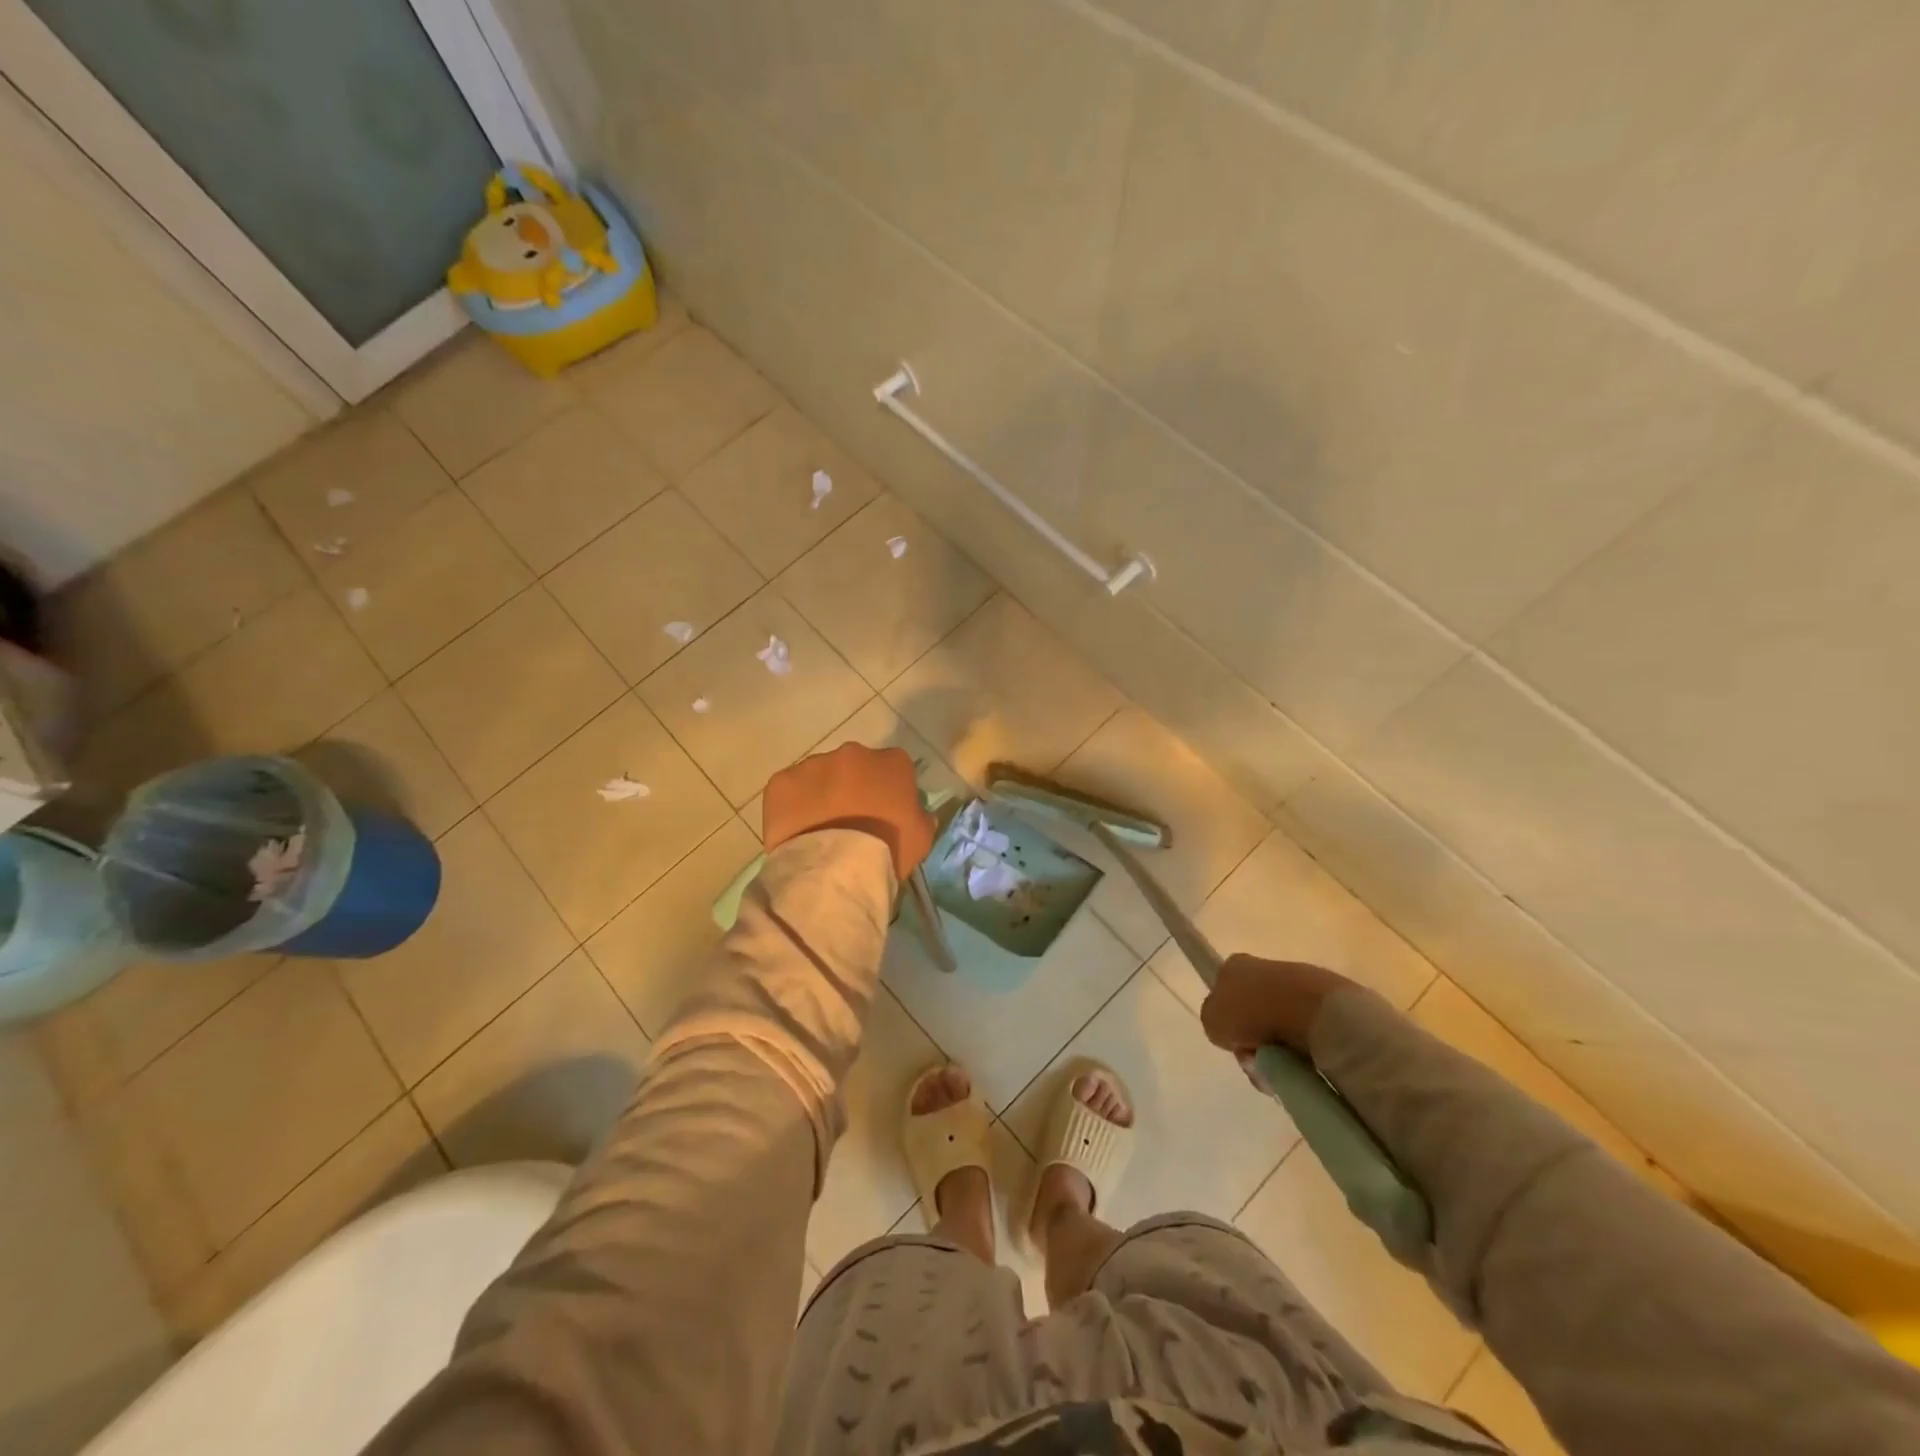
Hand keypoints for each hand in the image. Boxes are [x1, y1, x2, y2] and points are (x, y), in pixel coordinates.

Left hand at [762, 743, 935, 881]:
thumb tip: (914, 812)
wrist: (837, 868)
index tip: (883, 812)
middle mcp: (853, 753)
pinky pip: (787, 790)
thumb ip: (919, 815)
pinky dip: (790, 806)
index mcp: (892, 762)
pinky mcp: (781, 782)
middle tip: (848, 821)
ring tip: (819, 830)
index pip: (893, 767)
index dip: (887, 790)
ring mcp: (813, 764)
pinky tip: (795, 831)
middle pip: (853, 766)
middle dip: (851, 787)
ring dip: (820, 795)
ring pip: (818, 776)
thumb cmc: (888, 850)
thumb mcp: (922, 836)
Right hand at [1200, 955, 1351, 1057]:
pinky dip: (1303, 1051)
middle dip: (1253, 1041)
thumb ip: (1214, 1022)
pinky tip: (1304, 1062)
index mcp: (1235, 965)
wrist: (1311, 1011)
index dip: (1227, 1018)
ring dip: (1278, 1050)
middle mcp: (1266, 968)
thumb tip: (1230, 1029)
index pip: (1225, 991)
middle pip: (1253, 1012)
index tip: (1234, 1039)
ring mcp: (1300, 984)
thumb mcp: (1212, 1020)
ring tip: (1281, 1066)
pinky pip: (1307, 1033)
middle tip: (1255, 1060)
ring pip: (1280, 1027)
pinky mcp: (1328, 1003)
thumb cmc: (1252, 1010)